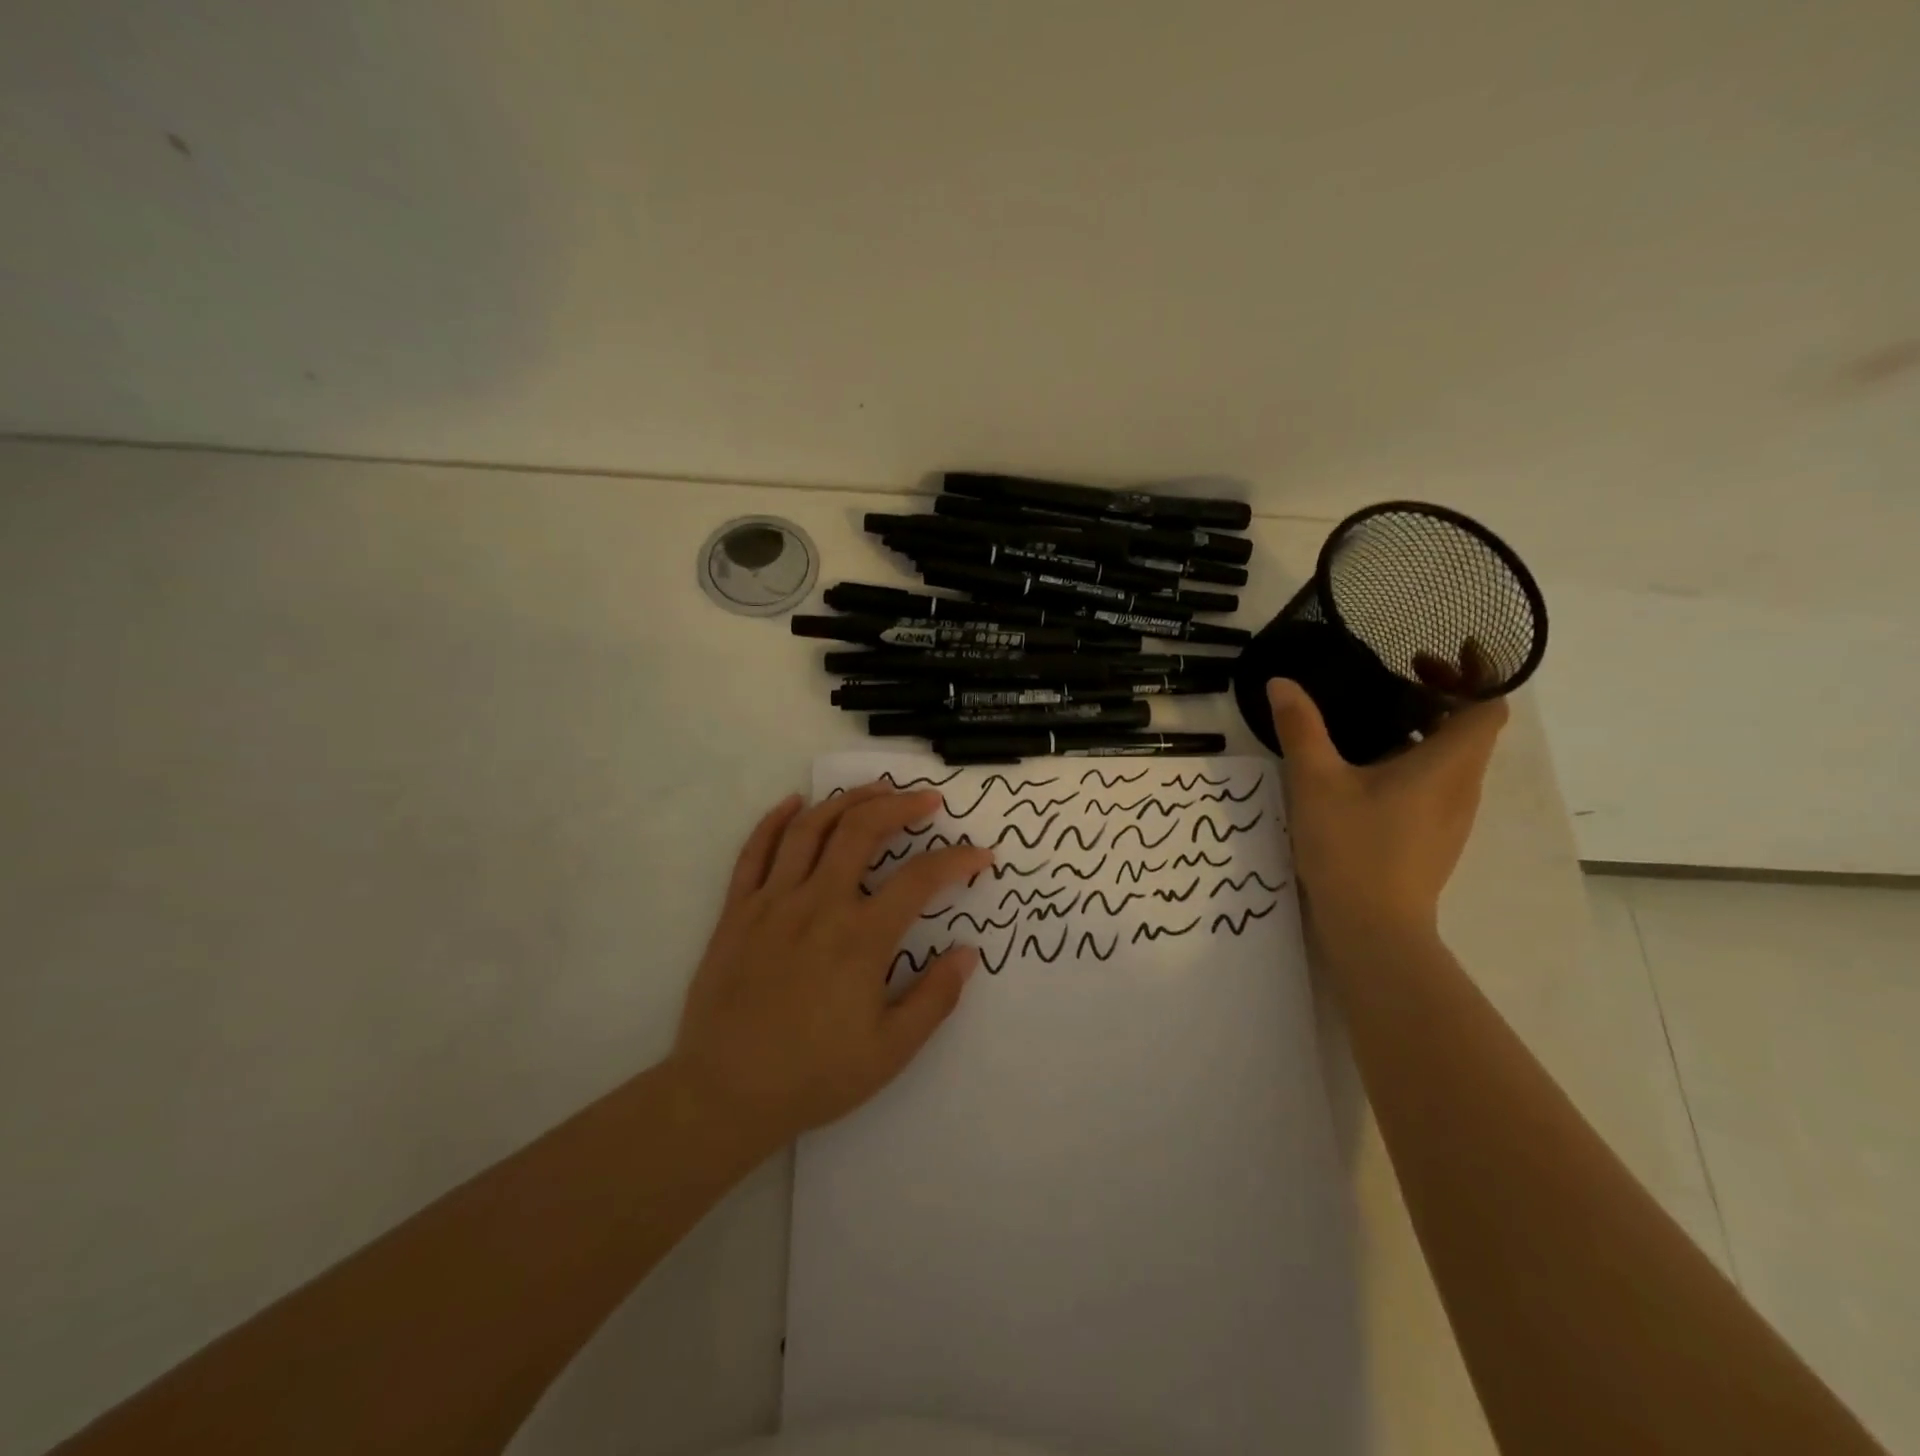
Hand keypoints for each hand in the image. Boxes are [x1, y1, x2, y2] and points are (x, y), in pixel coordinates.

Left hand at [670, 784, 993, 1151]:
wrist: (724, 1094)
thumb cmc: (814, 1076)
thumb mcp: (890, 1051)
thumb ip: (934, 998)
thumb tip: (967, 953)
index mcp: (861, 938)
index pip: (921, 879)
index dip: (957, 860)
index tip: (980, 856)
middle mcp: (818, 905)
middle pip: (862, 830)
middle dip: (901, 805)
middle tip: (927, 801)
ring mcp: (773, 902)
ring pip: (811, 828)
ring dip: (847, 800)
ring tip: (876, 789)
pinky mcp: (737, 911)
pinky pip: (755, 851)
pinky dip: (776, 820)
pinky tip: (796, 803)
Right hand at [1267, 652, 1506, 939]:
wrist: (1373, 927)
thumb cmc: (1351, 847)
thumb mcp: (1315, 781)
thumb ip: (1300, 728)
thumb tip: (1282, 683)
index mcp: (1447, 764)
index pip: (1489, 706)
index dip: (1478, 672)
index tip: (1441, 652)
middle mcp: (1463, 786)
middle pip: (1474, 728)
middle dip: (1443, 694)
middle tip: (1399, 674)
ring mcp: (1453, 816)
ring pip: (1456, 757)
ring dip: (1429, 727)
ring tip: (1379, 716)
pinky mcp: (1436, 838)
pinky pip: (1440, 783)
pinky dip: (1418, 759)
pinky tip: (1370, 768)